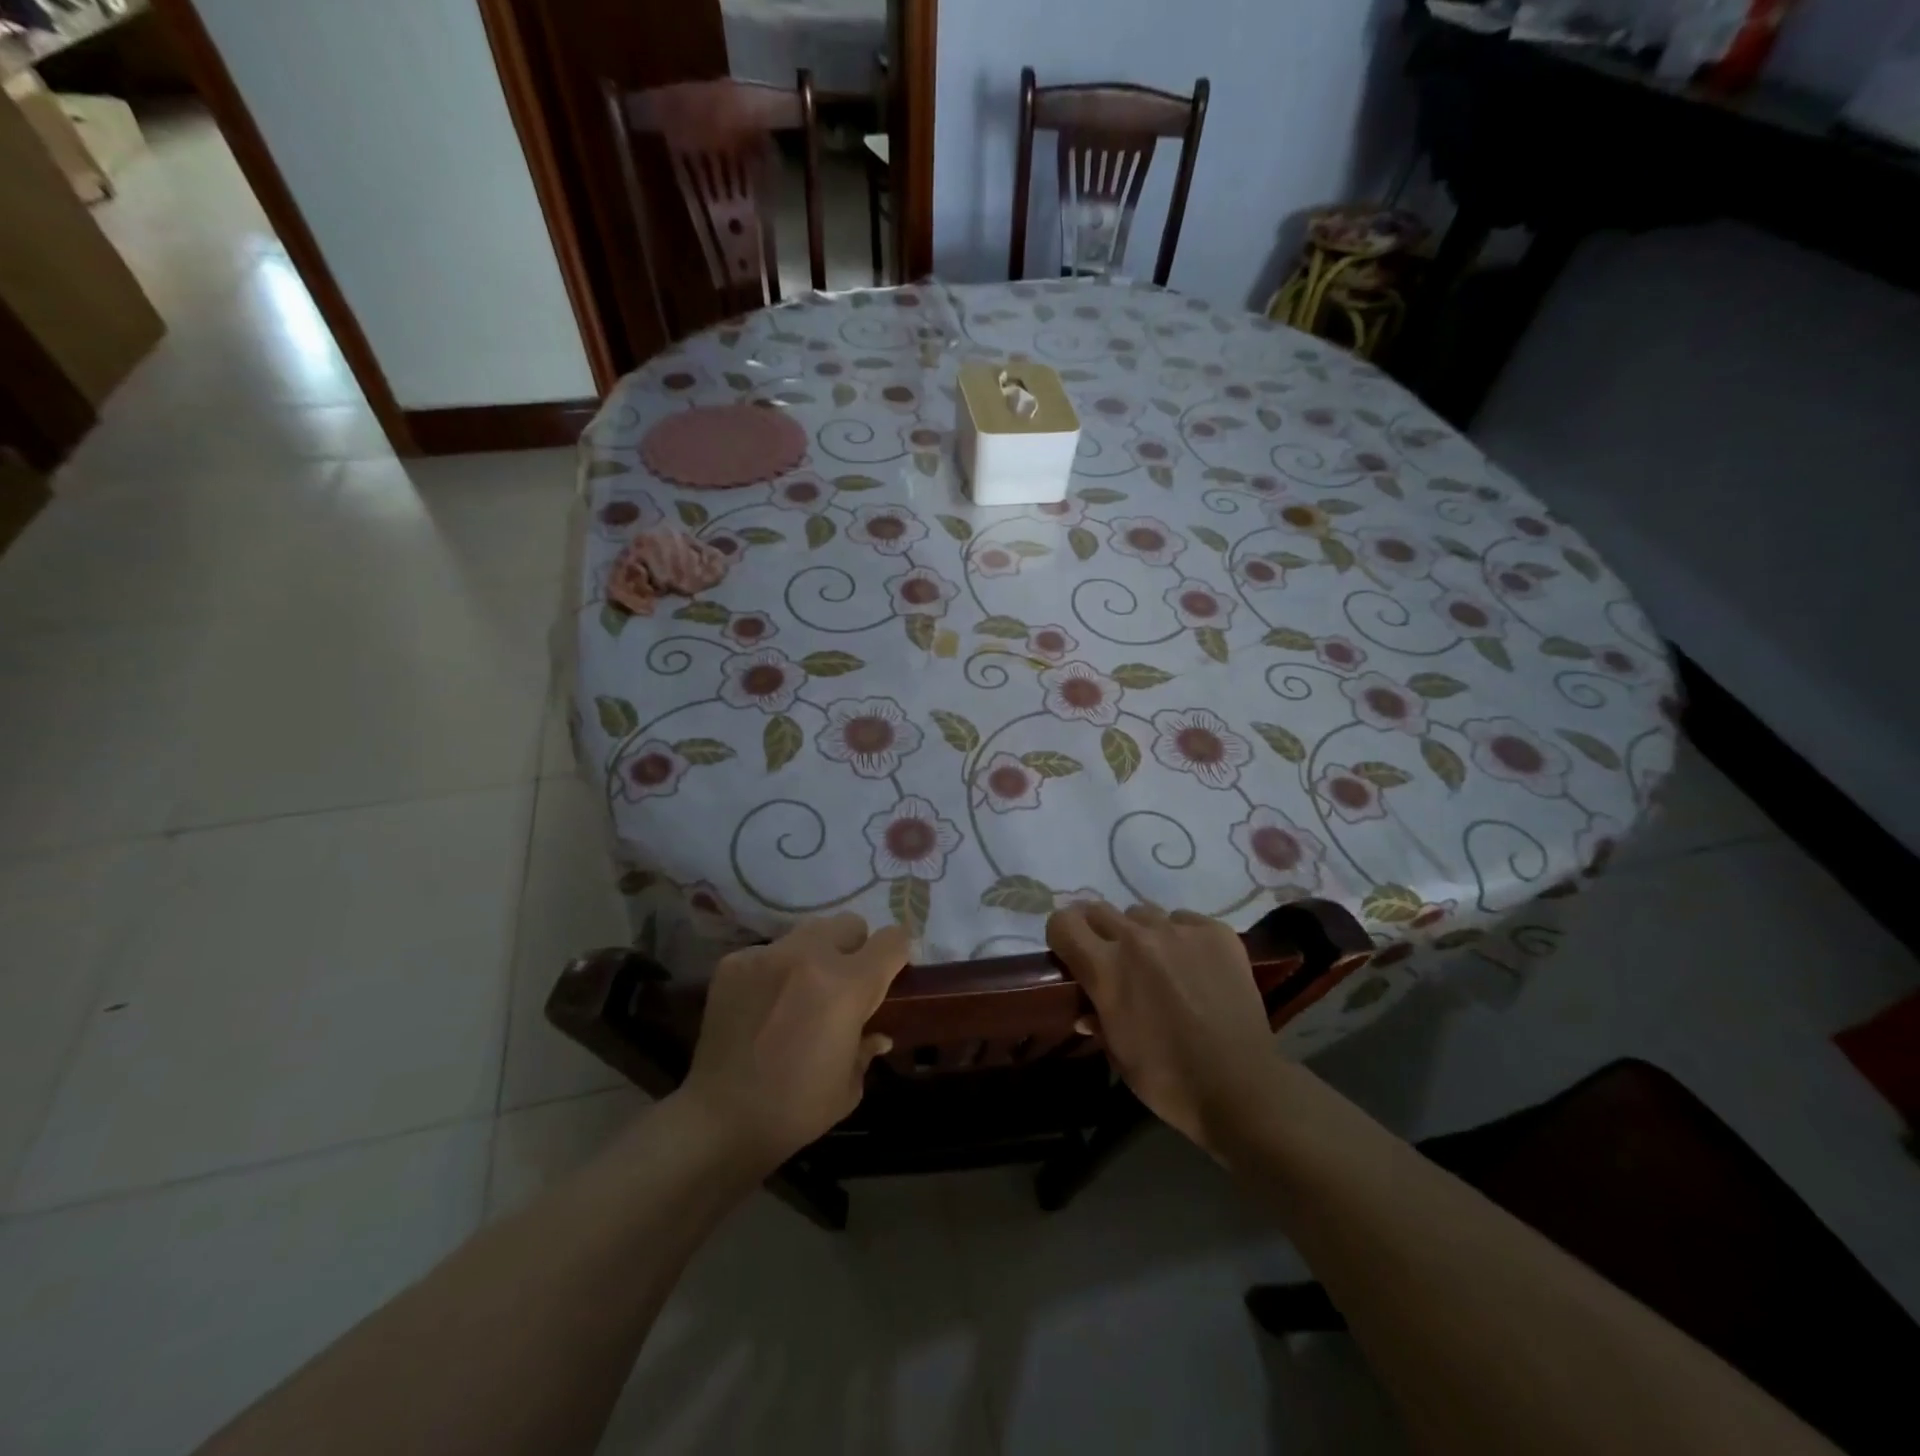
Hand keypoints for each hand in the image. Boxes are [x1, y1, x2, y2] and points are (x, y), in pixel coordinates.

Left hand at [677, 913, 908, 1177]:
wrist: (718, 1121)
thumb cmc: (795, 1109)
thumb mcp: (849, 1085)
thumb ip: (866, 1047)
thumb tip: (877, 1035)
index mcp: (847, 986)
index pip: (892, 940)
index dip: (898, 952)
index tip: (892, 970)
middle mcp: (809, 956)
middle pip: (849, 924)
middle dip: (854, 949)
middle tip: (843, 985)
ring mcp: (768, 955)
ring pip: (807, 933)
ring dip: (814, 955)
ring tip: (800, 992)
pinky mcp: (734, 962)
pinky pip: (769, 952)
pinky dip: (775, 971)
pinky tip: (763, 1006)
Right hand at [1045, 901, 1279, 1154]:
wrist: (1242, 1088)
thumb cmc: (1169, 1080)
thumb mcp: (1119, 1055)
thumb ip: (1098, 1020)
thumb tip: (1086, 1011)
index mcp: (1106, 968)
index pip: (1063, 922)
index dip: (1062, 936)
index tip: (1071, 953)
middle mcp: (1137, 939)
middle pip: (1099, 910)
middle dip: (1098, 931)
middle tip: (1113, 959)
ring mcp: (1180, 931)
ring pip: (1143, 913)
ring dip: (1141, 933)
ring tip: (1159, 963)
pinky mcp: (1217, 932)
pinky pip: (1185, 920)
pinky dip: (1182, 937)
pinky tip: (1196, 966)